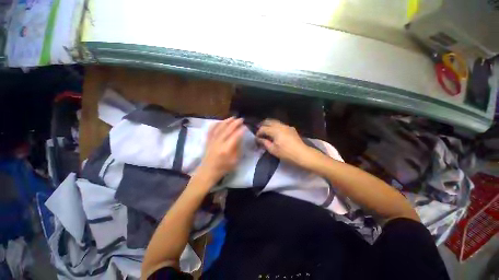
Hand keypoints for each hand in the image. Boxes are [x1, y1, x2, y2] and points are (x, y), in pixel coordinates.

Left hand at [195, 117, 244, 185]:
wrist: (208, 171)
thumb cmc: (223, 168)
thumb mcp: (235, 161)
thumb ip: (237, 148)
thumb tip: (240, 137)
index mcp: (226, 149)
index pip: (235, 136)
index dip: (241, 130)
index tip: (245, 126)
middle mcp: (218, 143)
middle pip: (227, 130)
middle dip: (235, 123)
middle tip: (241, 119)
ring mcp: (212, 140)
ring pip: (219, 127)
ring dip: (226, 121)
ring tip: (232, 117)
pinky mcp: (207, 140)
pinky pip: (211, 129)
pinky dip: (216, 124)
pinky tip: (220, 121)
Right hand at [256, 119, 312, 166]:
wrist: (302, 154)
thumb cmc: (286, 153)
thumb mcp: (273, 150)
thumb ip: (265, 142)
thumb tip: (259, 139)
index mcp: (275, 130)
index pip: (263, 128)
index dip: (258, 132)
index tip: (256, 138)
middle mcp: (280, 125)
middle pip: (269, 121)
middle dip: (262, 125)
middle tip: (259, 131)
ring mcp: (287, 126)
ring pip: (275, 121)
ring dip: (269, 124)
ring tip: (266, 130)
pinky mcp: (291, 128)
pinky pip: (281, 124)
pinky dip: (275, 126)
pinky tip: (275, 131)